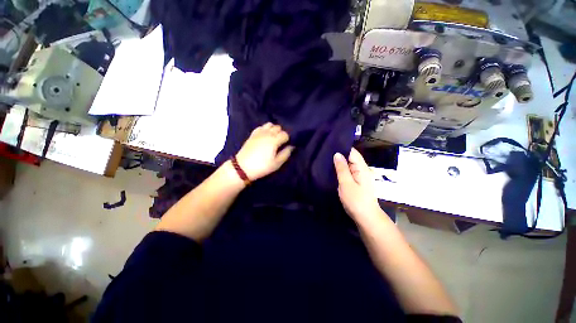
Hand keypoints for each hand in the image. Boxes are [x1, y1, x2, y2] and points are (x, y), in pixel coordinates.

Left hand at [236, 123, 294, 180]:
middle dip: (281, 133)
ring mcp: (259, 132)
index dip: (288, 139)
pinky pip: (261, 127)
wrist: (242, 167)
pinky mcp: (252, 134)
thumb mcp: (277, 163)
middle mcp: (267, 133)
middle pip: (278, 127)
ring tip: (273, 137)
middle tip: (281, 142)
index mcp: (274, 140)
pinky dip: (265, 129)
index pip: (285, 134)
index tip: (287, 145)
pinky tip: (265, 135)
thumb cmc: (262, 166)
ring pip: (270, 124)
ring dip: (273, 129)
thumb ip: (286, 153)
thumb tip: (291, 146)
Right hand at [333, 148, 381, 220]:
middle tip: (325, 153)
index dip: (342, 147)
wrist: (365, 217)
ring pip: (348, 164)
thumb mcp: (346, 183)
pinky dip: (341, 170)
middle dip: (339, 155)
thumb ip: (341, 168)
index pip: (352, 152)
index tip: (329, 146)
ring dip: (339, 162)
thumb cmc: (356, 201)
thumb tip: (337, 153)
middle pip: (350, 157)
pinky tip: (332, 170)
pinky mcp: (356, 182)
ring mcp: (359, 176)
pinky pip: (348, 172)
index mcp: (362, 168)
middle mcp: (362, 169)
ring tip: (326, 159)